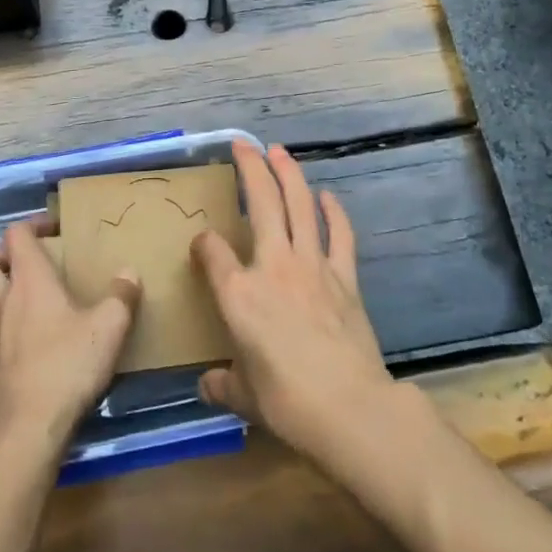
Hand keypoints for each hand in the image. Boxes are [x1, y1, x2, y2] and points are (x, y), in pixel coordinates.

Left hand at [0, 220, 141, 455]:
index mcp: (28, 280)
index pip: (15, 235)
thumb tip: (129, 273)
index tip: (53, 231)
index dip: (32, 225)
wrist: (28, 429)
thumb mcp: (109, 326)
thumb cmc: (68, 366)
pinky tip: (7, 350)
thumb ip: (122, 296)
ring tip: (10, 303)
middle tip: (22, 267)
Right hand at [192, 142, 397, 469]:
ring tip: (279, 151)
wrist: (349, 408)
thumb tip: (208, 385)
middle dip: (250, 168)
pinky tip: (327, 196)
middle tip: (242, 144)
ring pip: (300, 206)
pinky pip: (339, 235)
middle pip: (261, 203)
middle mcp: (272, 266)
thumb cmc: (287, 402)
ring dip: (289, 174)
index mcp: (239, 294)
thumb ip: (224, 385)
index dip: (203, 243)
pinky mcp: (344, 277)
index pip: (212, 252)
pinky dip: (334, 212)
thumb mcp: (245, 397)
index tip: (201, 245)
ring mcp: (312, 266)